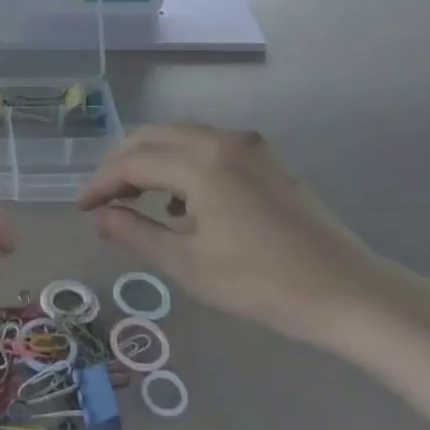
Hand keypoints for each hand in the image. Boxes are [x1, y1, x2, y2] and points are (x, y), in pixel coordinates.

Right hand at [79, 124, 419, 347]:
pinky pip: (210, 147)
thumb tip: (100, 217)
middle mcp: (222, 139)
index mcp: (200, 161)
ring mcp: (250, 146)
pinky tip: (182, 202)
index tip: (81, 209)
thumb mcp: (187, 263)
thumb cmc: (261, 282)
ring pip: (182, 138)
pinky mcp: (268, 160)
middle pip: (154, 137)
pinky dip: (184, 164)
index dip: (101, 183)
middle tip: (104, 200)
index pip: (132, 161)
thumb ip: (136, 232)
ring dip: (152, 161)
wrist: (348, 292)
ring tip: (136, 200)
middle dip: (122, 164)